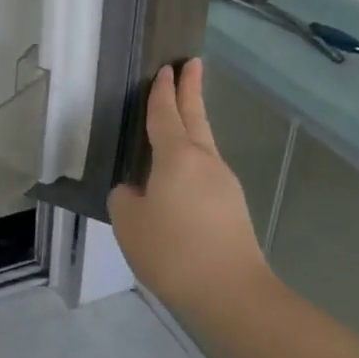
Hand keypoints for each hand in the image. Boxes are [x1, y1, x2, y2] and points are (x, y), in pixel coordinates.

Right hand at [108, 60, 272, 318]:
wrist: (231, 293)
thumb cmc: (173, 250)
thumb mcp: (130, 222)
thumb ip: (126, 198)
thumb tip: (138, 192)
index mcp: (176, 157)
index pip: (166, 114)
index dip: (162, 91)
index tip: (166, 68)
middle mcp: (204, 161)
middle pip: (196, 117)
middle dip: (191, 90)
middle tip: (191, 64)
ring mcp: (224, 184)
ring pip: (204, 144)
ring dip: (193, 125)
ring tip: (180, 117)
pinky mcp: (232, 208)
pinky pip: (206, 171)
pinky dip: (192, 160)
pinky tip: (179, 178)